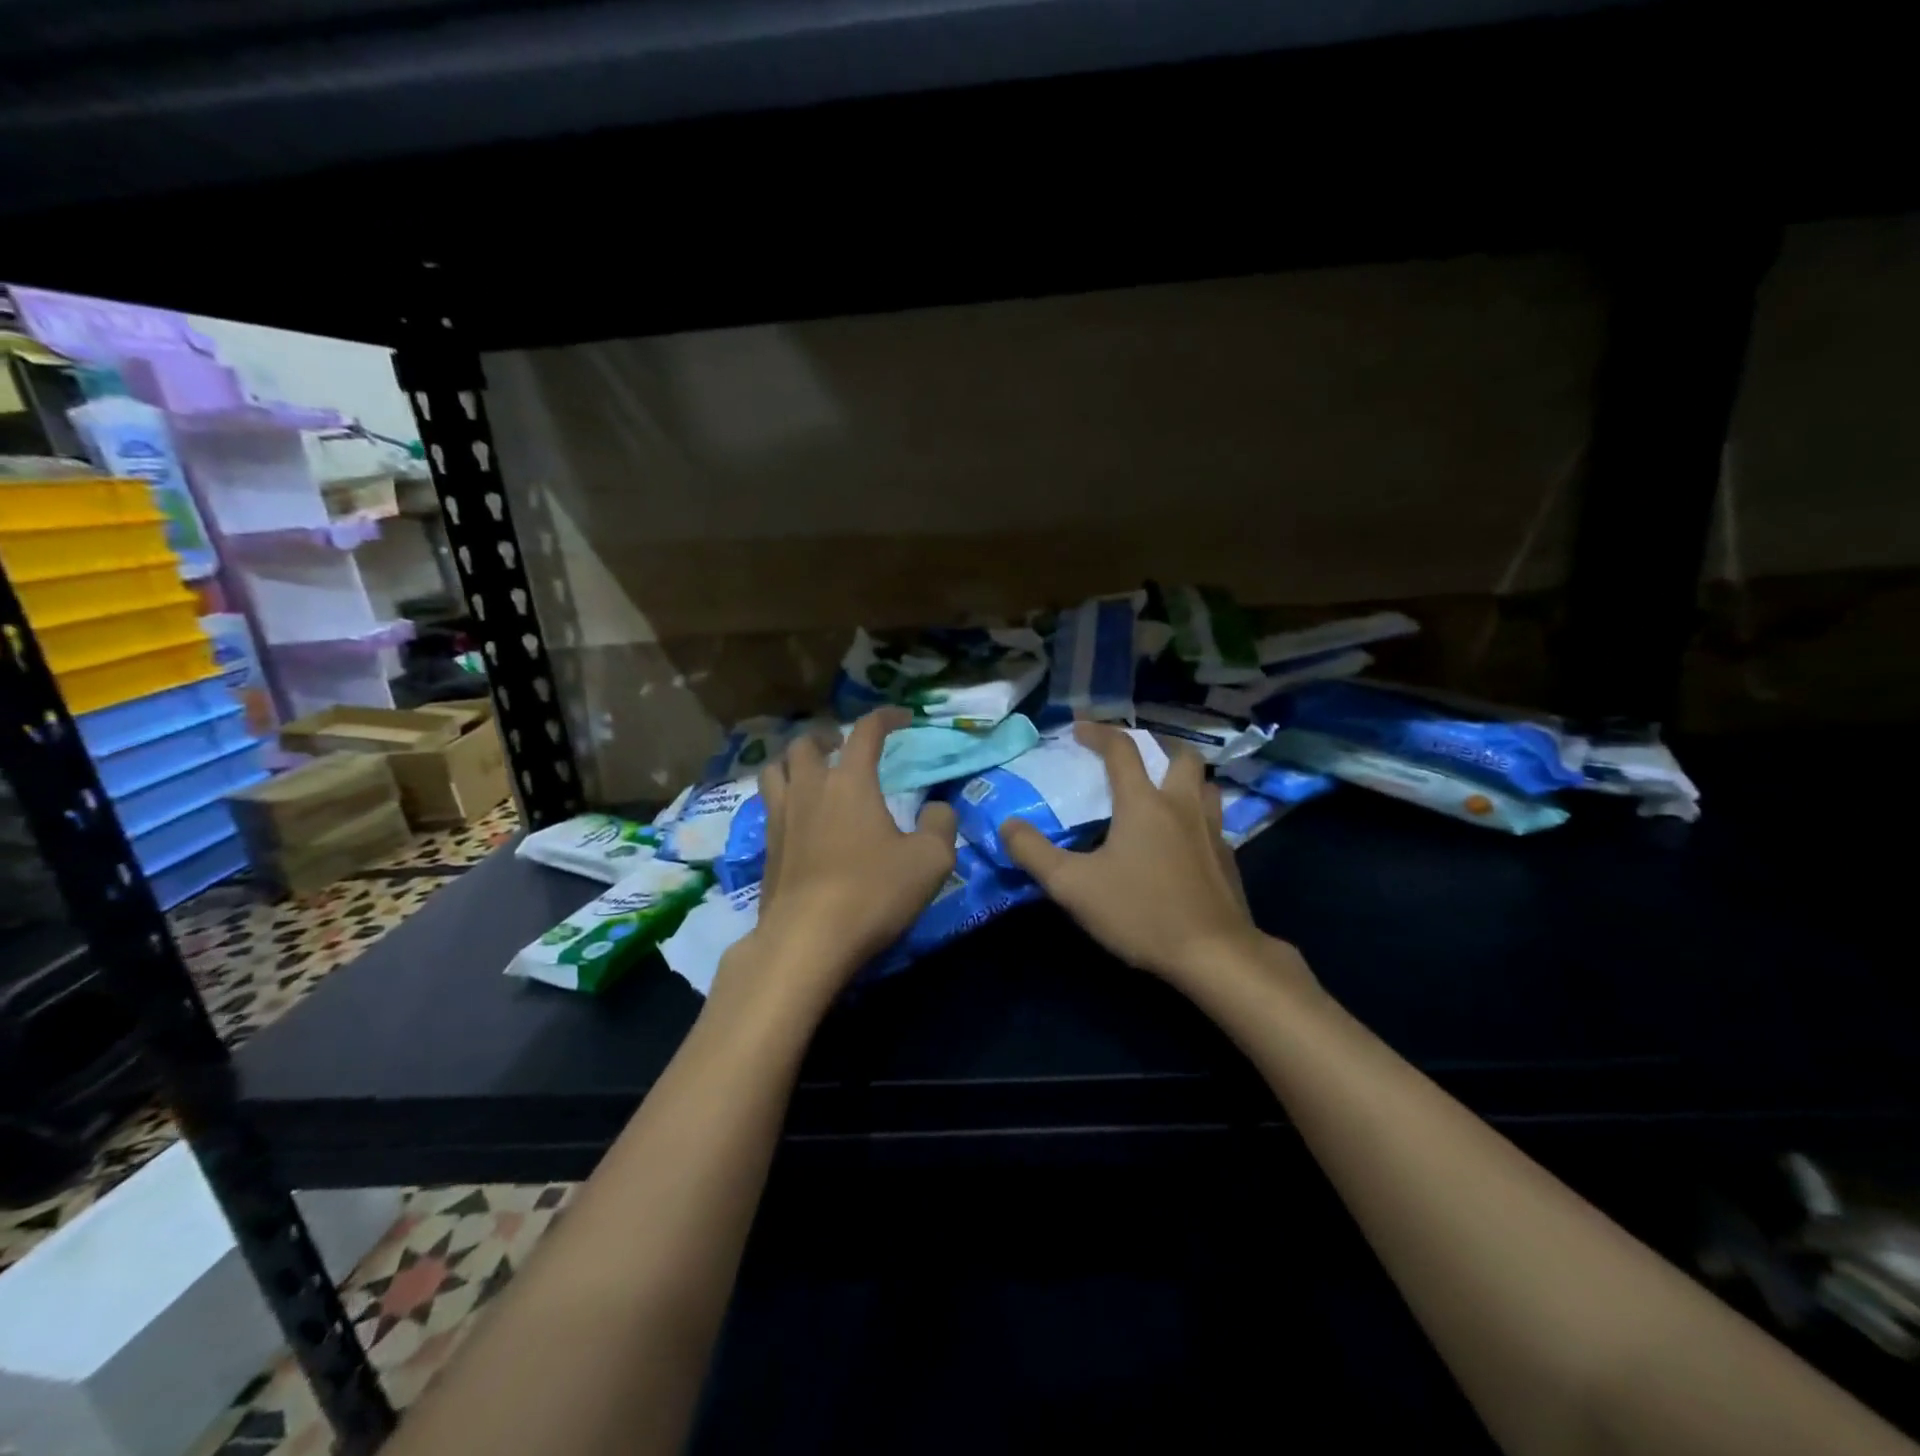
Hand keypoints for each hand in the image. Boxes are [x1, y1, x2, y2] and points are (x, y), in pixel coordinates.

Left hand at [733, 709, 957, 998]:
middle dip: (827, 736)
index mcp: (849, 781)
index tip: (901, 718)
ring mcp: (781, 817)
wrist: (807, 940)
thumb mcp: (930, 860)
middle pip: (806, 743)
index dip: (885, 718)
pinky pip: (769, 805)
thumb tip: (938, 808)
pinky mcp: (767, 848)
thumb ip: (940, 825)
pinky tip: (800, 816)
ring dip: (795, 761)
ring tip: (811, 772)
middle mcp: (809, 789)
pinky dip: (784, 796)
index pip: (865, 731)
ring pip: (775, 769)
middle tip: (843, 745)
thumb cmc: (872, 892)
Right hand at [1002, 724, 1274, 990]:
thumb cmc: (1141, 913)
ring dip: (1183, 777)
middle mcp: (1182, 805)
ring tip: (1162, 791)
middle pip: (1180, 755)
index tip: (1079, 728)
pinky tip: (1182, 839)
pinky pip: (1213, 819)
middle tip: (1135, 756)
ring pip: (1204, 784)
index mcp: (1144, 803)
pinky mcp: (1227, 857)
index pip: (1121, 749)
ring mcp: (1212, 830)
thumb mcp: (1073, 887)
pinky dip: (1195, 814)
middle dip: (1157, 745)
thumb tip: (1007, 825)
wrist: (1215, 954)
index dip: (1098, 732)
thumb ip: (1034, 853)